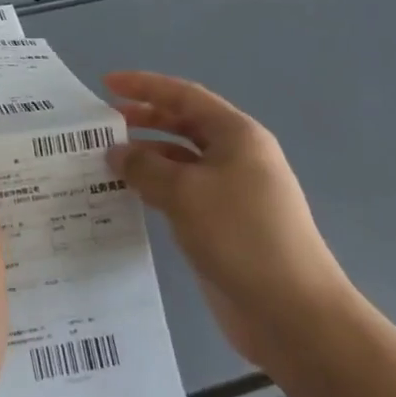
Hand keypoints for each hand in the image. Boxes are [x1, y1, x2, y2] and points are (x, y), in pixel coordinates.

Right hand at [105, 72, 357, 368]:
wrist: (292, 312)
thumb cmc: (240, 235)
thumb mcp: (184, 192)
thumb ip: (144, 167)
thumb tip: (116, 152)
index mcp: (237, 135)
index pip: (184, 96)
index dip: (144, 86)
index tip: (106, 83)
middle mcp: (236, 157)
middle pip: (184, 124)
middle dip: (144, 119)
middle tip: (103, 123)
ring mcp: (231, 192)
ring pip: (180, 161)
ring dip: (146, 156)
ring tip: (106, 161)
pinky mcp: (223, 224)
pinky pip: (182, 193)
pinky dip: (155, 187)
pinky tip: (128, 195)